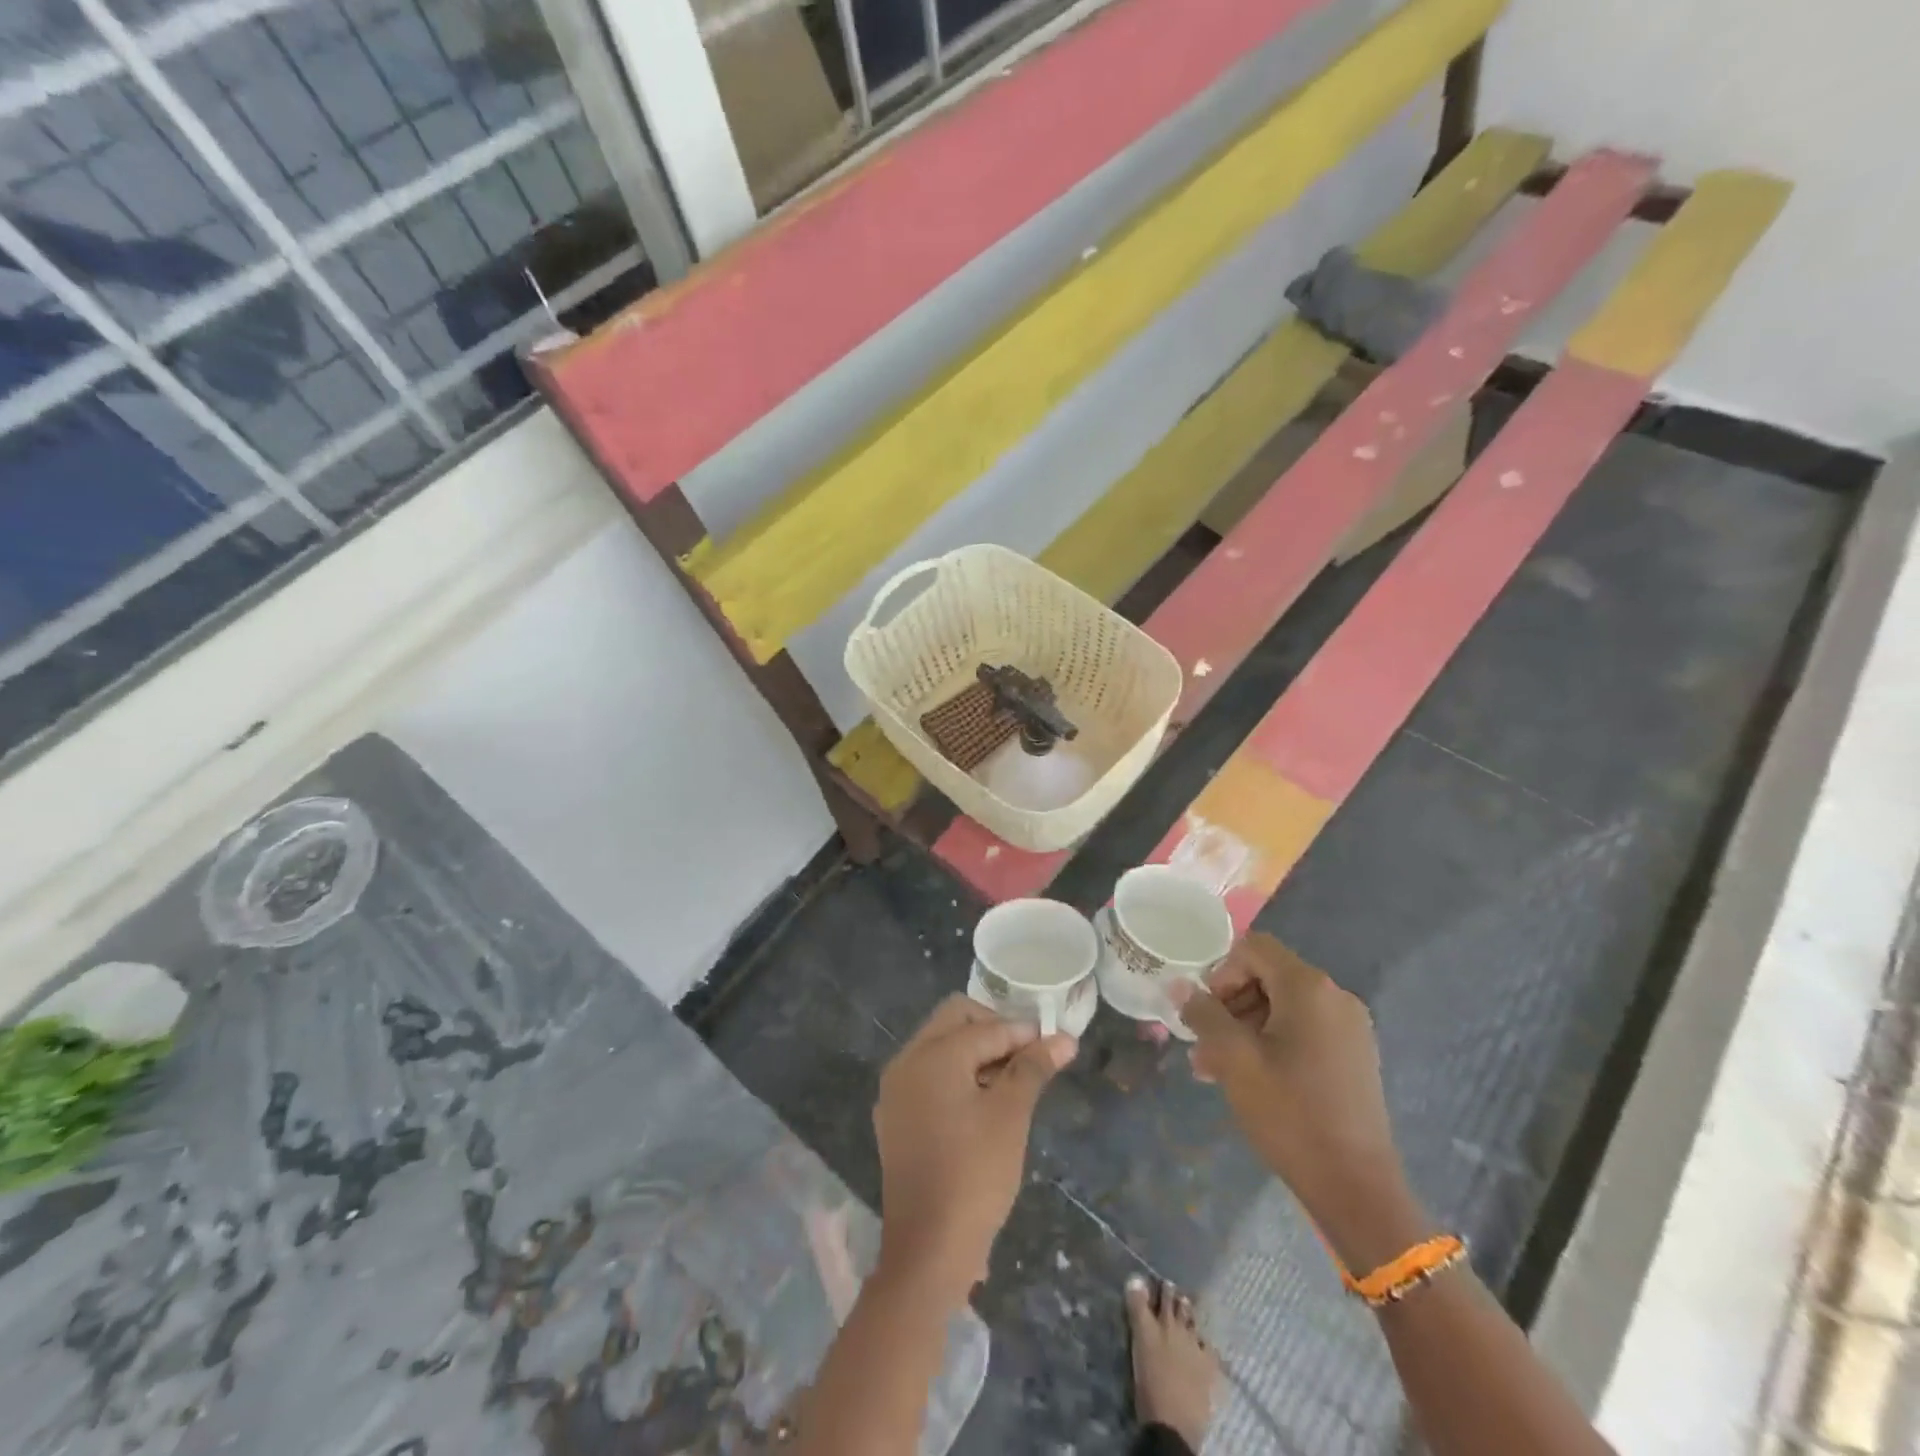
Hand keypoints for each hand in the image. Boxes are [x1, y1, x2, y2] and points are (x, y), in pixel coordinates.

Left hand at [872, 996, 1076, 1302]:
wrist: (927, 1250)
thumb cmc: (974, 1175)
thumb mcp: (1010, 1116)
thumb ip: (1033, 1068)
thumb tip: (1064, 1038)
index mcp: (933, 1054)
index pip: (986, 1026)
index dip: (1024, 1032)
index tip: (1056, 1044)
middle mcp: (906, 1061)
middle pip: (955, 1020)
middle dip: (995, 1031)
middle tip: (1029, 1058)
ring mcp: (896, 1089)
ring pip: (941, 1046)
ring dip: (976, 1052)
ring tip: (1013, 1082)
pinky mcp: (895, 1117)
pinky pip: (929, 1075)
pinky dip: (957, 1075)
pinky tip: (984, 1103)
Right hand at [1170, 935, 1425, 1270]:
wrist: (1356, 1187)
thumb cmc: (1290, 1113)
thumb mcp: (1233, 1058)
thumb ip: (1203, 1014)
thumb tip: (1179, 986)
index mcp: (1309, 988)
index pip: (1254, 948)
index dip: (1221, 971)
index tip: (1205, 1011)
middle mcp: (1335, 996)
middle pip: (1268, 976)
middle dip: (1229, 1003)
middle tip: (1204, 1044)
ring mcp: (1350, 1028)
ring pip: (1283, 1006)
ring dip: (1245, 1026)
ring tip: (1216, 1068)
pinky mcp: (1354, 1056)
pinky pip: (1303, 1030)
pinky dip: (1272, 1042)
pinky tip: (1252, 1078)